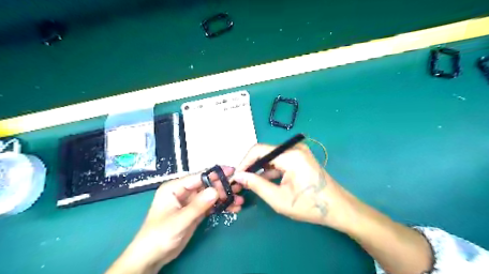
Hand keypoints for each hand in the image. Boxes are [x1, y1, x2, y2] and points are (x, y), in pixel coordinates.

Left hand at [108, 167, 244, 273]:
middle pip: (207, 185)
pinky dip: (221, 206)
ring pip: (211, 195)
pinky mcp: (196, 212)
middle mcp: (183, 192)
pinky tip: (233, 208)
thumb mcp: (179, 220)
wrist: (152, 258)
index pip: (198, 177)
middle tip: (239, 188)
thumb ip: (198, 205)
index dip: (215, 174)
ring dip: (224, 197)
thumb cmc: (159, 236)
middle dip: (223, 187)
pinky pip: (210, 206)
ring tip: (240, 200)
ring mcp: (190, 202)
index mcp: (175, 188)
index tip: (232, 171)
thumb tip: (216, 190)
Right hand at [232, 143, 357, 231]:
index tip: (236, 176)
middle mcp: (293, 148)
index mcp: (290, 155)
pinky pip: (279, 160)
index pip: (259, 150)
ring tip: (249, 182)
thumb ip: (256, 185)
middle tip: (241, 180)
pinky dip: (270, 170)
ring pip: (271, 157)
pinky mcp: (299, 158)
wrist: (337, 208)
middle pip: (264, 152)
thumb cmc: (309, 205)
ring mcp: (297, 152)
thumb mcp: (279, 199)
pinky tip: (263, 181)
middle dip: (251, 166)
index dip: (244, 162)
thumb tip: (238, 176)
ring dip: (260, 169)